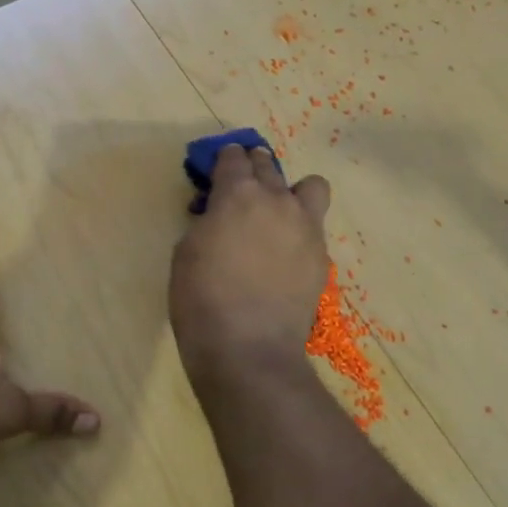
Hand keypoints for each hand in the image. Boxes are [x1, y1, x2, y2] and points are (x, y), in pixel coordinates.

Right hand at [169, 144, 331, 390]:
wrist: (247, 347)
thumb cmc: (201, 298)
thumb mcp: (186, 251)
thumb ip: (207, 221)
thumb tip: (219, 216)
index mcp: (237, 194)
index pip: (233, 158)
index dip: (223, 159)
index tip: (218, 167)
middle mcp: (276, 200)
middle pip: (267, 165)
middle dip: (253, 166)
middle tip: (242, 183)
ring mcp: (305, 227)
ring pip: (310, 185)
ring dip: (291, 190)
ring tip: (277, 211)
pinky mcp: (321, 256)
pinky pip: (314, 226)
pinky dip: (299, 228)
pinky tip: (284, 251)